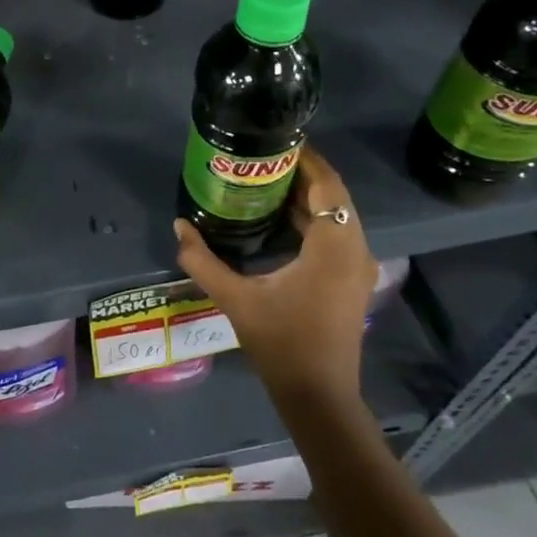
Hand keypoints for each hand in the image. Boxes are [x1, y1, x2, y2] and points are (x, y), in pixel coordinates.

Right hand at [173, 143, 376, 399]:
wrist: (318, 394)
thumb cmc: (281, 342)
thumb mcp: (236, 298)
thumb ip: (203, 261)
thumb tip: (178, 226)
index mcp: (333, 246)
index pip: (328, 185)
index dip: (307, 159)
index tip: (277, 142)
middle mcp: (355, 249)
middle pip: (334, 196)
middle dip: (301, 175)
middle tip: (262, 160)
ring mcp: (357, 266)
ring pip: (337, 215)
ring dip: (307, 197)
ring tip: (265, 182)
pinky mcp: (352, 280)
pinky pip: (336, 234)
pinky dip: (312, 220)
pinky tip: (279, 219)